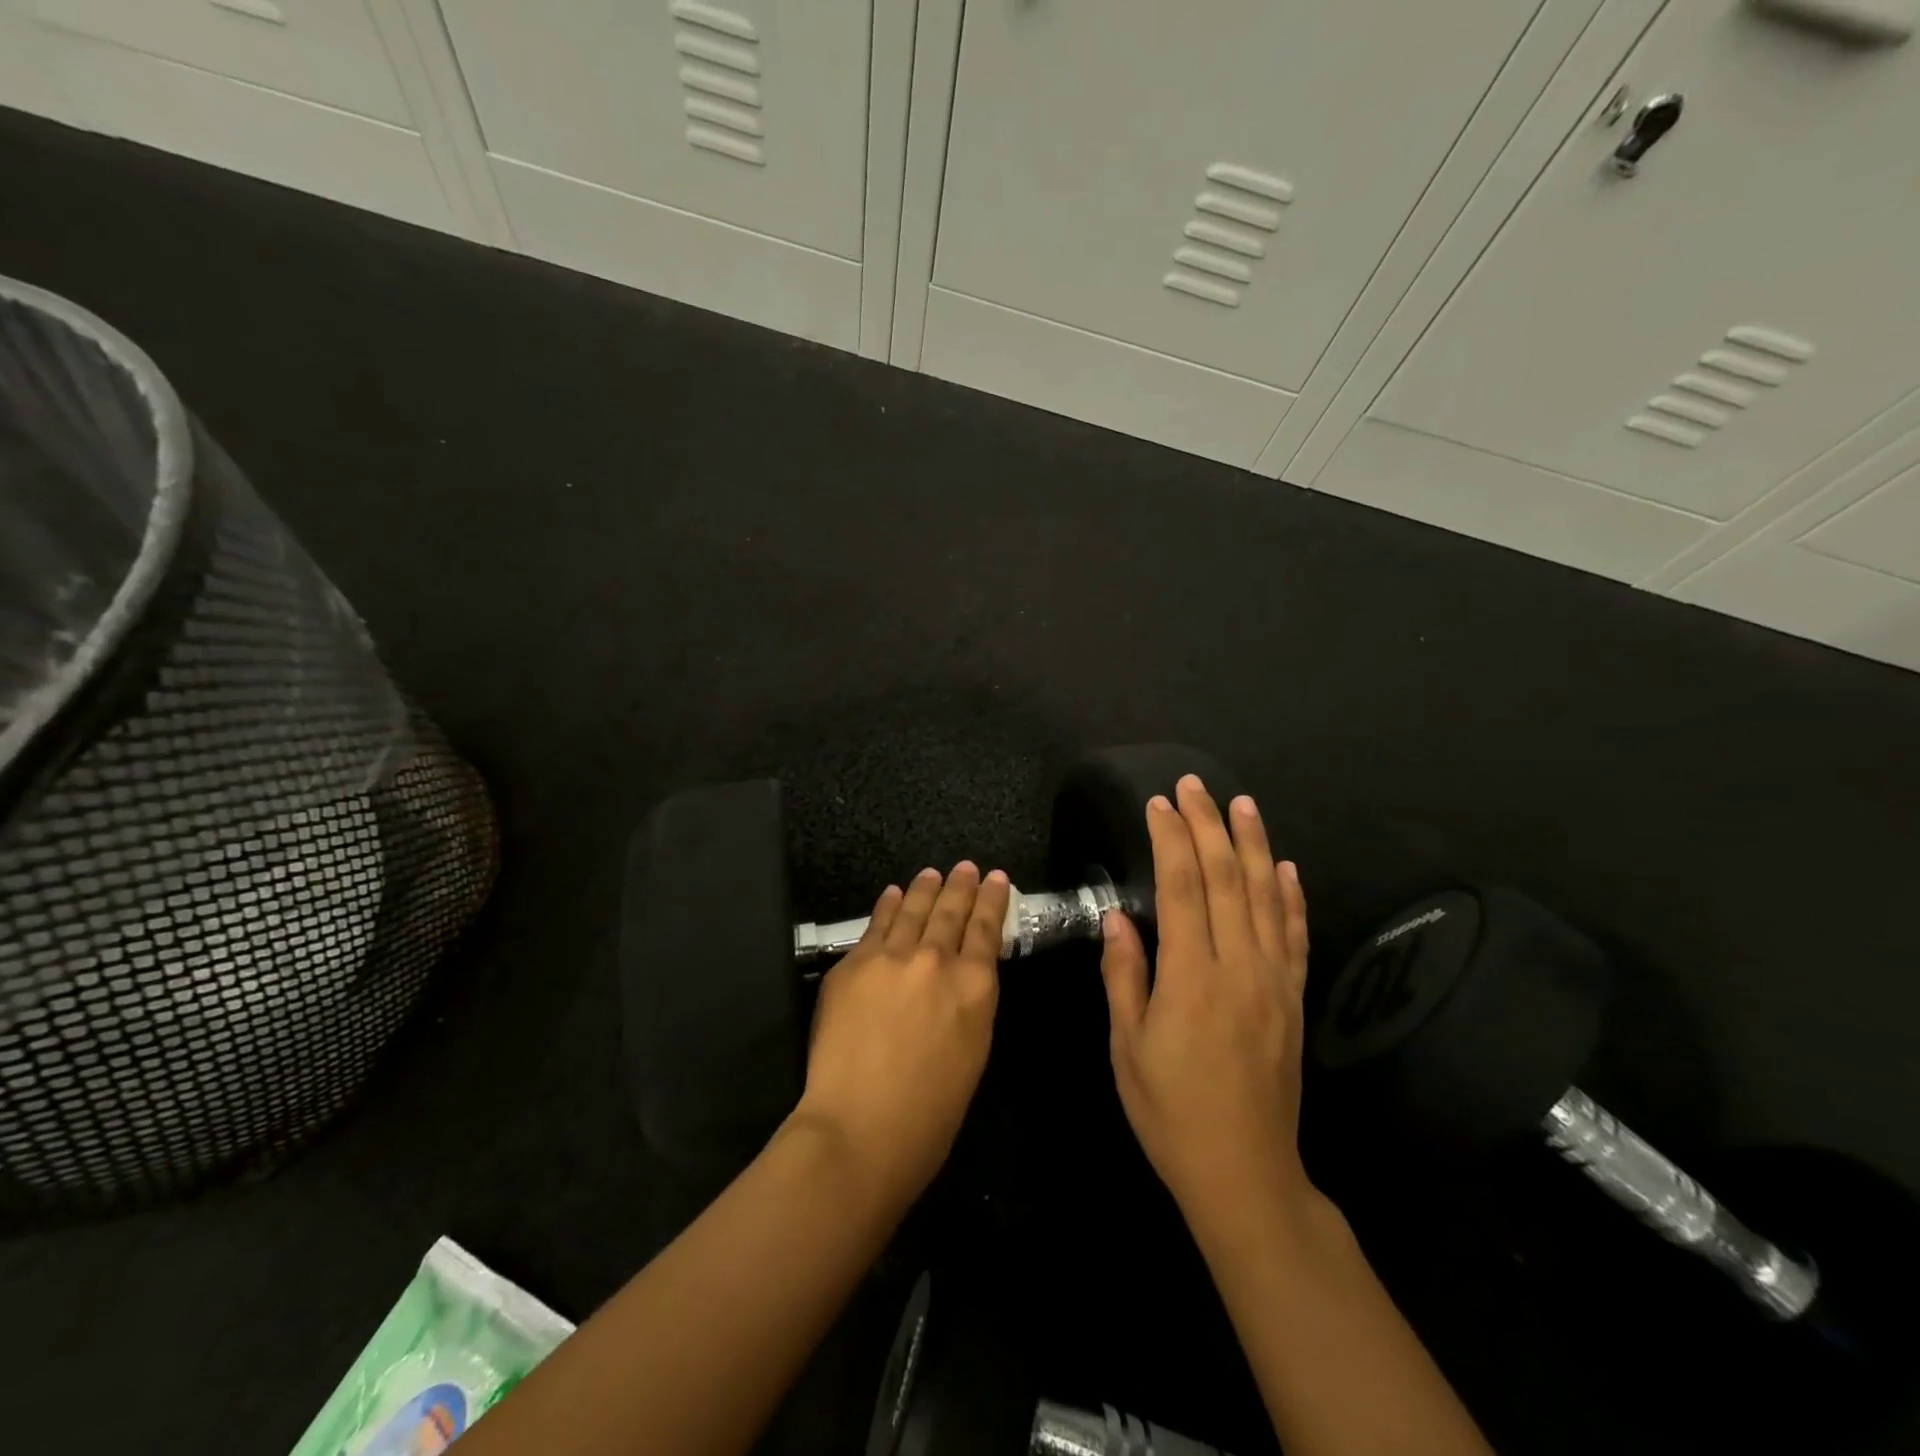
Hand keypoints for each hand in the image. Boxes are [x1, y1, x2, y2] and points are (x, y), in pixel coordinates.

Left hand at [791, 862, 1009, 1212]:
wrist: (859, 1129)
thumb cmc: (930, 1113)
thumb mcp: (973, 1051)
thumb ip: (971, 1002)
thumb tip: (966, 973)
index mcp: (975, 986)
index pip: (987, 928)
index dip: (992, 899)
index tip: (997, 878)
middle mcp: (936, 959)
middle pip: (951, 910)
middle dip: (961, 885)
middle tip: (966, 867)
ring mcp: (891, 957)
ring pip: (913, 910)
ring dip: (925, 888)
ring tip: (933, 873)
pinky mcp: (853, 964)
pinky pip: (876, 925)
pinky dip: (888, 906)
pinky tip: (893, 894)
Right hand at [1100, 776, 1312, 1230]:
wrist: (1245, 1172)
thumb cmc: (1171, 1111)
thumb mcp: (1127, 1047)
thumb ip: (1125, 976)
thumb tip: (1117, 919)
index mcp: (1191, 977)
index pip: (1182, 888)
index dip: (1171, 839)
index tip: (1159, 804)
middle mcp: (1238, 967)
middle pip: (1226, 879)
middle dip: (1209, 825)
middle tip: (1194, 785)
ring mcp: (1273, 980)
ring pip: (1265, 896)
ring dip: (1253, 844)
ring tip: (1242, 804)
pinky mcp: (1292, 998)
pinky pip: (1295, 935)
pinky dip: (1291, 895)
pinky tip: (1285, 866)